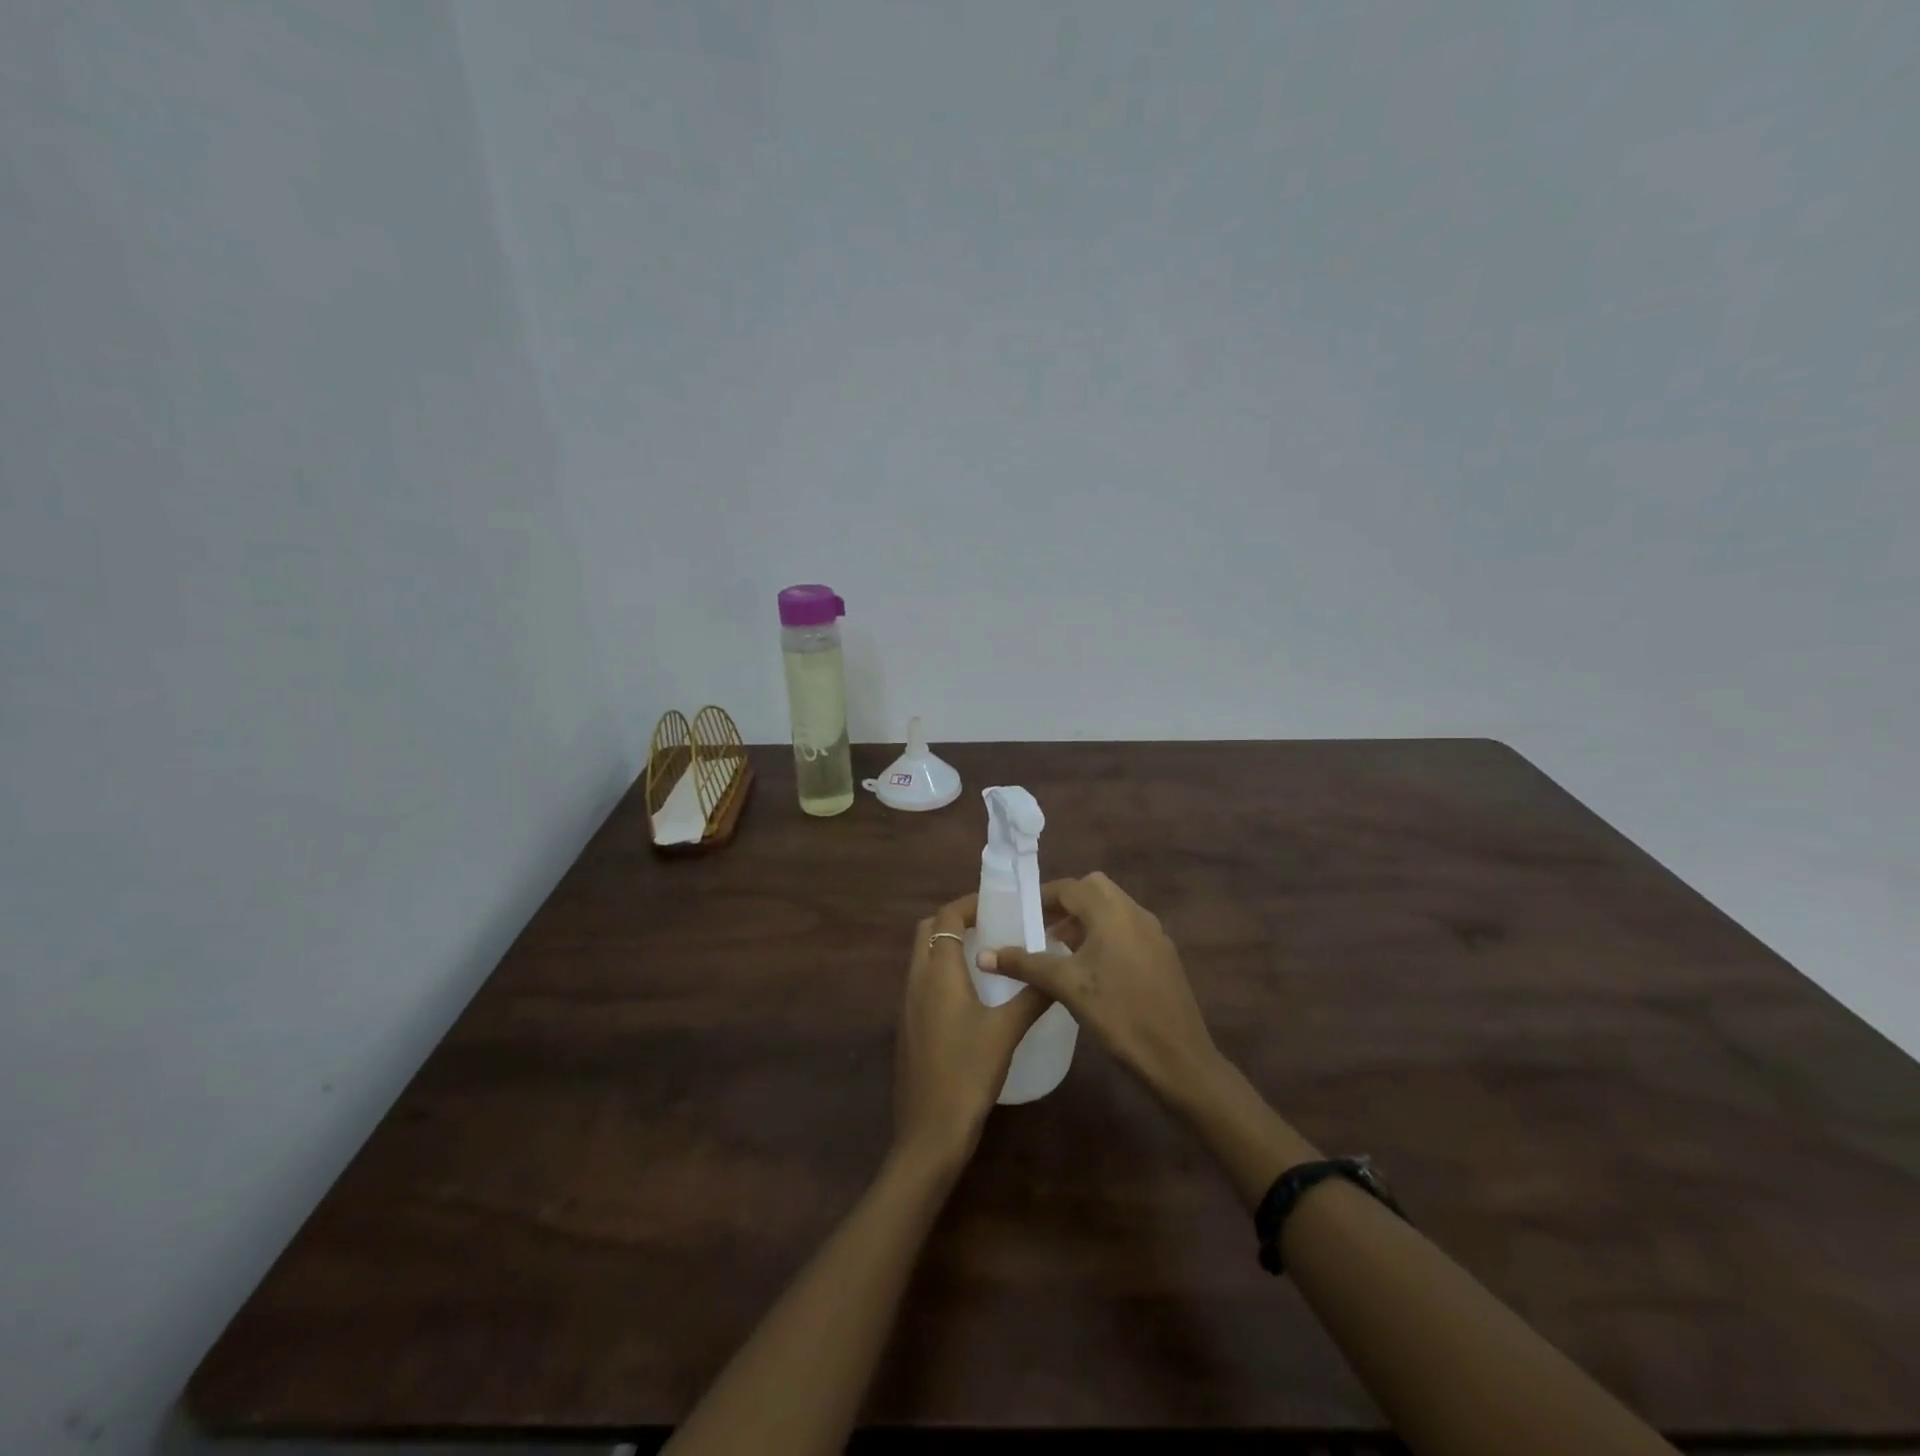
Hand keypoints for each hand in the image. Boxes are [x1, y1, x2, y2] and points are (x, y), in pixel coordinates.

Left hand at [893, 894, 1051, 1171]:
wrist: (930, 1132)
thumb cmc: (968, 1073)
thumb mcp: (1007, 1031)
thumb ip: (1033, 995)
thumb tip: (1058, 969)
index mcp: (937, 972)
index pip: (946, 917)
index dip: (969, 904)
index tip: (998, 906)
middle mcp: (916, 980)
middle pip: (928, 931)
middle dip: (956, 921)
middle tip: (992, 927)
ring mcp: (908, 1005)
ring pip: (923, 957)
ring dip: (948, 947)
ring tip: (988, 957)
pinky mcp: (908, 1027)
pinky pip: (922, 983)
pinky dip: (943, 973)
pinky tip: (972, 997)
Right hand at [978, 872, 1221, 1106]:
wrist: (1179, 1058)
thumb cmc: (1119, 1014)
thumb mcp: (1066, 986)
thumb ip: (1025, 965)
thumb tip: (984, 955)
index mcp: (1112, 912)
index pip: (1069, 887)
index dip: (1042, 898)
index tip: (1020, 916)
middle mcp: (1135, 913)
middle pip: (1094, 889)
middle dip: (1066, 904)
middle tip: (1042, 929)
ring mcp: (1153, 933)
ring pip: (1113, 909)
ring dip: (1086, 919)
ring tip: (1061, 950)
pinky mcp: (1163, 955)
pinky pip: (1127, 929)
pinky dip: (1105, 935)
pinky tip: (1092, 970)